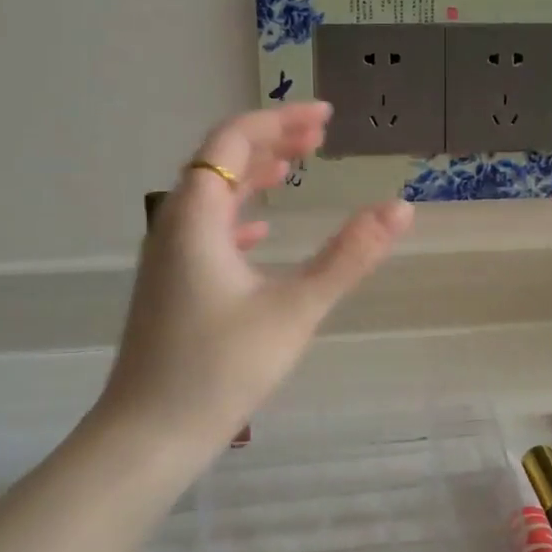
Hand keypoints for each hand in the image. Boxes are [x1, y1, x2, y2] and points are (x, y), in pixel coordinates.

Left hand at [97, 104, 412, 450]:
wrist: (150, 433)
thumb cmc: (221, 368)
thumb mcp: (296, 309)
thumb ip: (349, 257)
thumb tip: (401, 209)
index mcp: (197, 216)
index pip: (233, 140)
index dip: (279, 121)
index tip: (325, 118)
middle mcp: (174, 225)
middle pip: (220, 161)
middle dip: (270, 142)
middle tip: (319, 137)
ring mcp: (168, 257)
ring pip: (211, 196)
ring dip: (253, 176)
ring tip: (295, 168)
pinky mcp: (171, 285)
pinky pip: (206, 230)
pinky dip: (239, 215)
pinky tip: (261, 230)